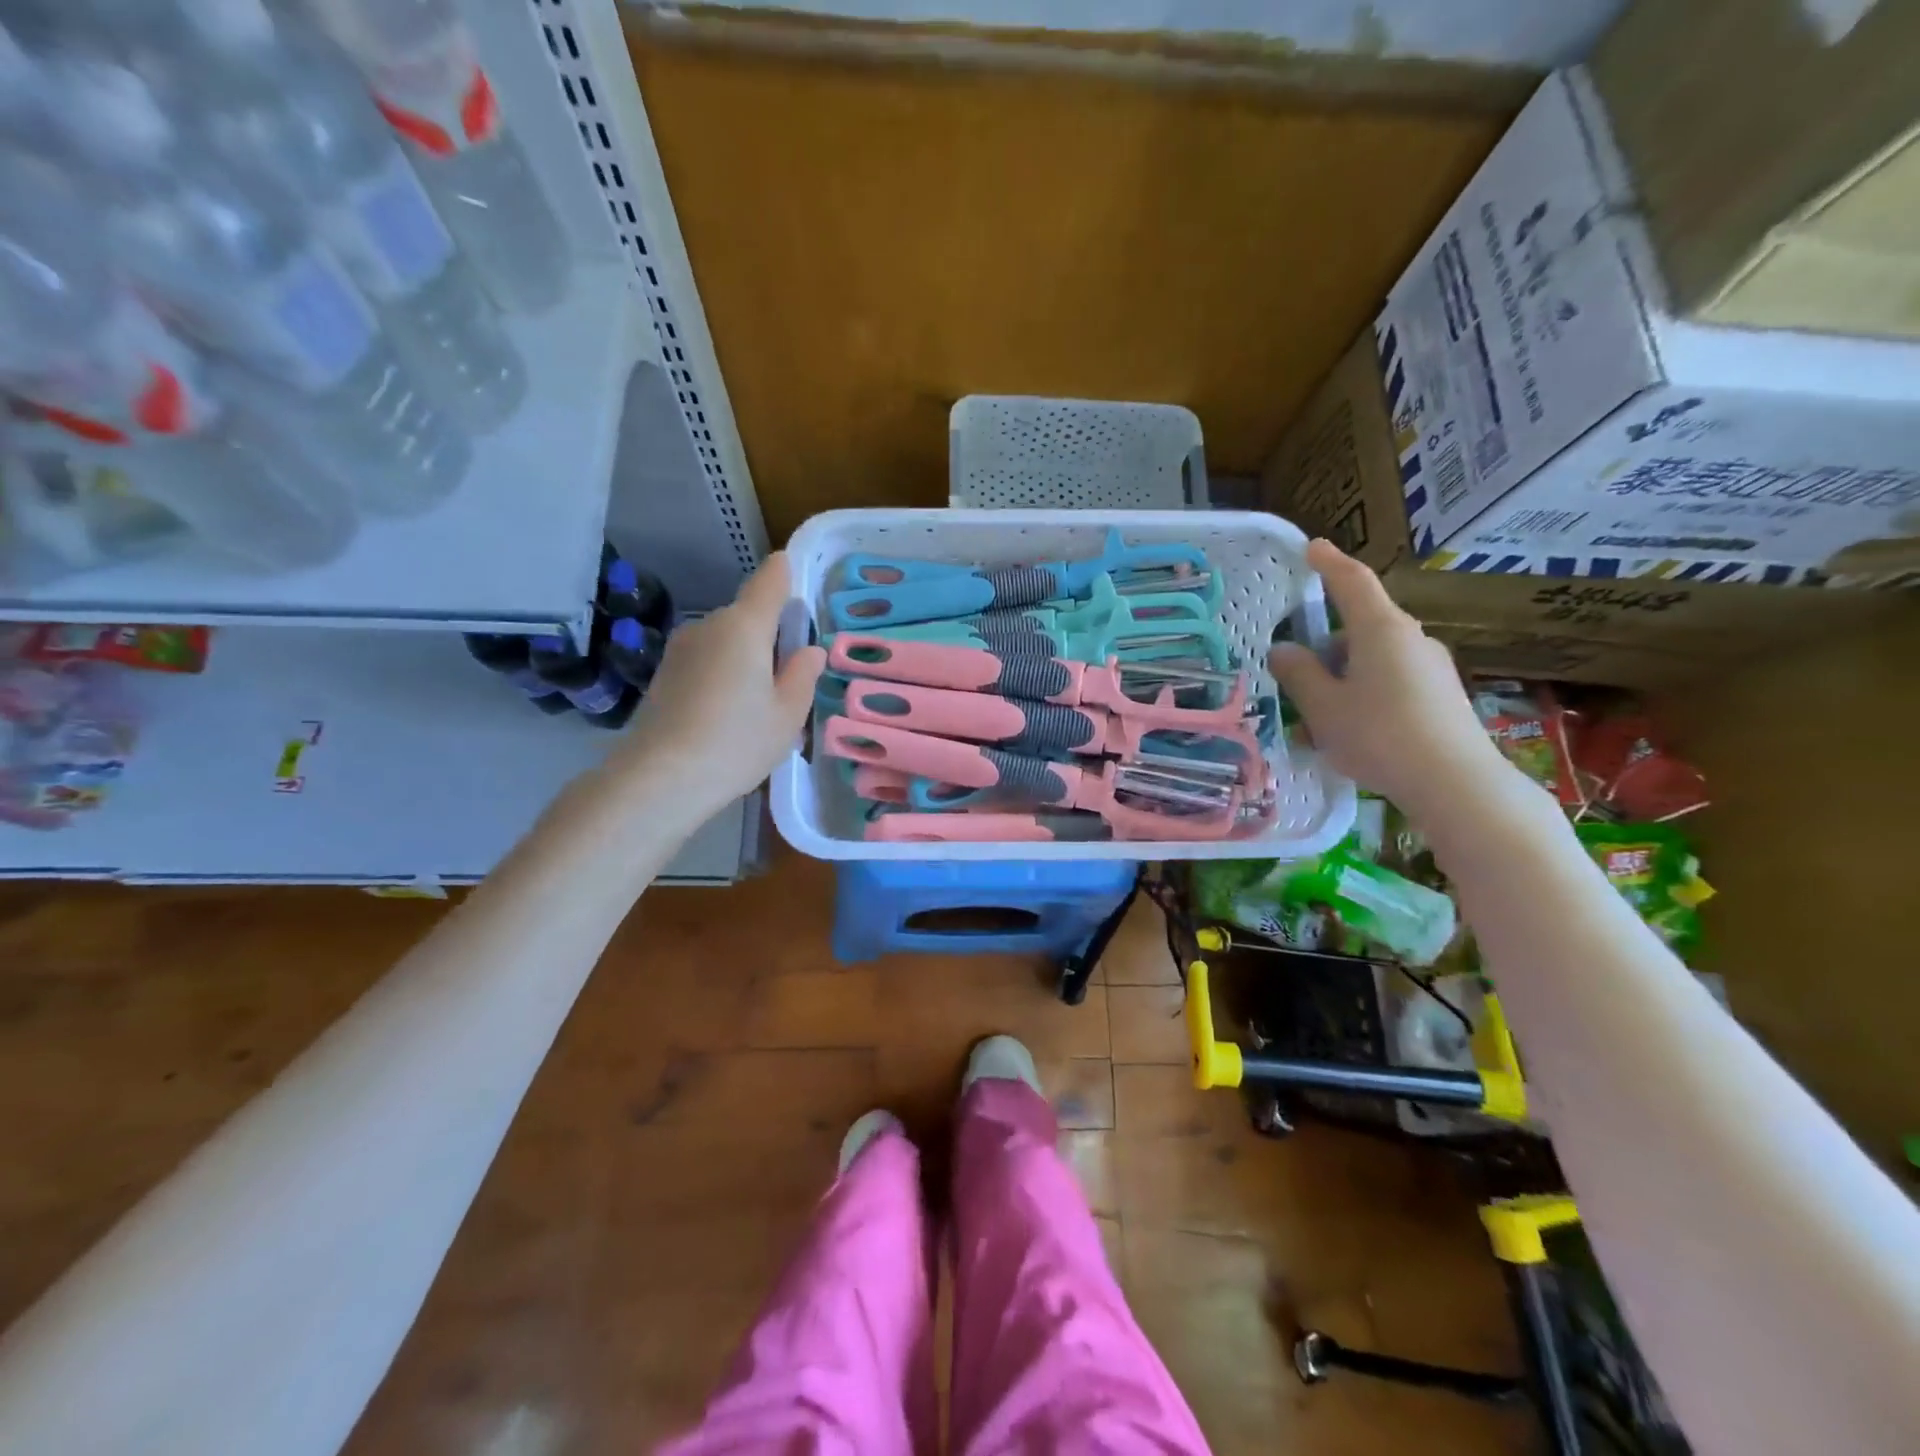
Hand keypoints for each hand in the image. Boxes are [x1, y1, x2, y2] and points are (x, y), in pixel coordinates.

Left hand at [611, 552, 825, 813]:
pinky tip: (726, 715)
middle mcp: (709, 625)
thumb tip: (807, 650)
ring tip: (757, 705)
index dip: (785, 573)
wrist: (661, 777)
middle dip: (769, 637)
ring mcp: (681, 649)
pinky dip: (721, 675)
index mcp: (745, 626)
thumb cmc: (737, 741)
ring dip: (743, 659)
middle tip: (788, 679)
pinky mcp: (664, 673)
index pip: (770, 580)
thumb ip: (802, 675)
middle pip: (748, 617)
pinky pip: (705, 662)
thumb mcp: (787, 714)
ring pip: (725, 641)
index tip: (796, 575)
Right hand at [1268, 539, 1504, 818]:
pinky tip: (1349, 733)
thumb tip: (1284, 649)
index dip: (1328, 562)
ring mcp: (1430, 667)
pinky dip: (1363, 695)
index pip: (1351, 582)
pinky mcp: (1441, 695)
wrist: (1456, 784)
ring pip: (1373, 659)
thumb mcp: (1324, 707)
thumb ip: (1299, 674)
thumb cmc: (1380, 735)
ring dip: (1341, 679)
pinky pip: (1391, 682)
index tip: (1310, 547)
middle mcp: (1411, 639)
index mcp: (1380, 630)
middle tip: (1296, 679)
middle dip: (1325, 647)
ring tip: (1318, 721)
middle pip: (1359, 627)